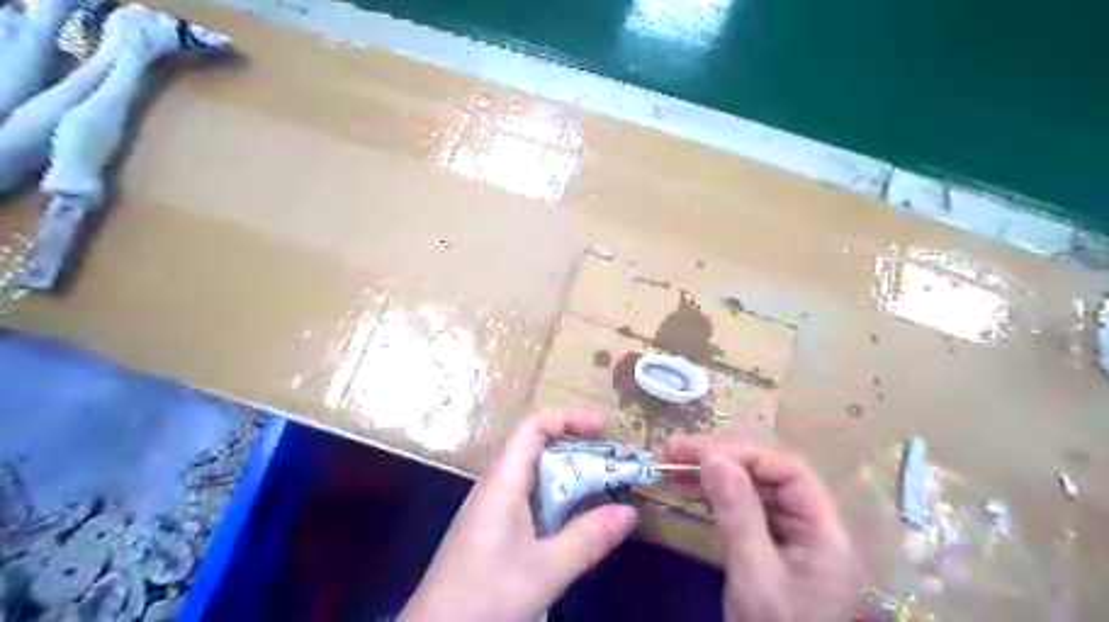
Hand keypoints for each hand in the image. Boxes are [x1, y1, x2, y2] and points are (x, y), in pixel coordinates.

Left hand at [399, 411, 635, 621]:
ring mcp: (491, 507)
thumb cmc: (486, 596)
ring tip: (603, 490)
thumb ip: (588, 538)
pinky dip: (557, 501)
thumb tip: (629, 512)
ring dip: (569, 478)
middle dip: (578, 450)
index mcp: (503, 480)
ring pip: (535, 477)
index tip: (603, 427)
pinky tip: (574, 523)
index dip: (568, 417)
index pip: (534, 426)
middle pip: (538, 448)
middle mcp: (496, 485)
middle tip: (613, 465)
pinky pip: (529, 500)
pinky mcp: (491, 529)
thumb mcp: (545, 570)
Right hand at [661, 433, 860, 620]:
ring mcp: (789, 536)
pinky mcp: (768, 546)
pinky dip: (713, 497)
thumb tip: (713, 456)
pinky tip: (686, 490)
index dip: (744, 454)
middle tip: (675, 453)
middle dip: (722, 459)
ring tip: (670, 468)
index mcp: (826, 533)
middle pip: (769, 475)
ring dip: (712, 476)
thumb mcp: (755, 578)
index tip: (698, 452)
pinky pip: (742, 509)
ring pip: (752, 489)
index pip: (788, 471)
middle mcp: (812, 526)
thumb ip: (738, 514)